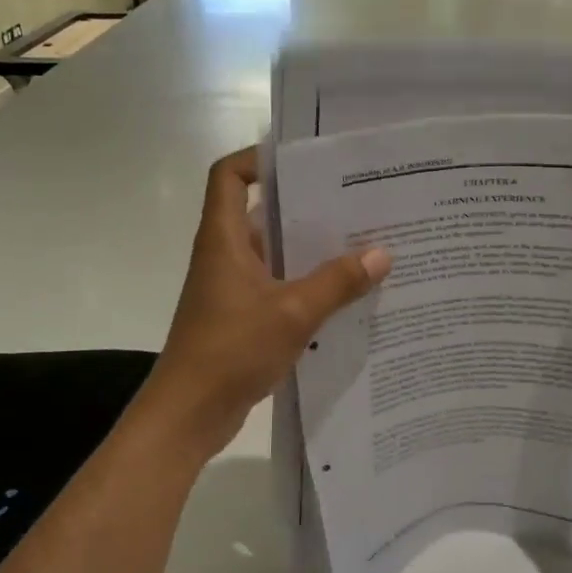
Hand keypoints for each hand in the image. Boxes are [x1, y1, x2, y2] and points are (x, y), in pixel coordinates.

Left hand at [134, 147, 390, 459]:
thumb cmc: (231, 350)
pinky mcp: (241, 316)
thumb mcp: (293, 313)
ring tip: (360, 243)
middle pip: (261, 212)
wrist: (188, 414)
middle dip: (304, 205)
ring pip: (274, 253)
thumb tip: (382, 254)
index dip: (258, 158)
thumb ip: (337, 283)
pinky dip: (305, 284)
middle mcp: (225, 255)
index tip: (304, 161)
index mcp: (224, 239)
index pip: (229, 176)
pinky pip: (277, 286)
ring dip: (310, 249)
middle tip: (354, 201)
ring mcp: (232, 288)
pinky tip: (344, 294)